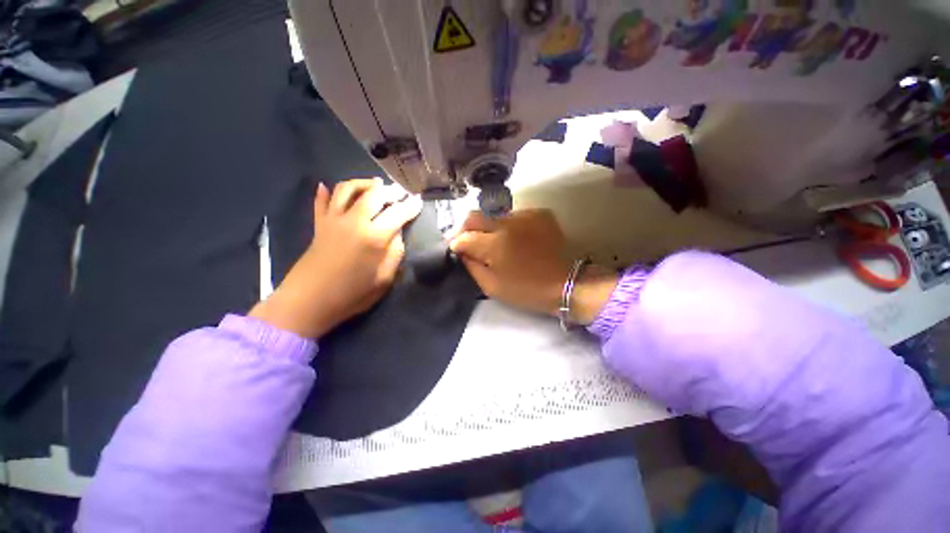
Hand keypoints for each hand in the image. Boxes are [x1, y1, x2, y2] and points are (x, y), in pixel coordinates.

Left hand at [250, 178, 422, 337]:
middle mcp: (354, 221)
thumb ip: (395, 253)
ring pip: (347, 189)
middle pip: (374, 194)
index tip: (418, 202)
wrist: (308, 302)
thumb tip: (397, 234)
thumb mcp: (384, 279)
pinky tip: (327, 186)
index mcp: (374, 237)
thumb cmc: (351, 295)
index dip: (410, 206)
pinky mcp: (319, 225)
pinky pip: (321, 201)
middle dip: (391, 191)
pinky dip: (325, 192)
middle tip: (400, 193)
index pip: (398, 213)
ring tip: (375, 186)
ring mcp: (333, 220)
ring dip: (364, 184)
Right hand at [449, 209, 617, 323]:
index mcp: (495, 244)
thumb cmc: (527, 290)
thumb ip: (472, 266)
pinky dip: (506, 225)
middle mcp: (507, 223)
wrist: (567, 283)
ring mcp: (525, 215)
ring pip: (493, 214)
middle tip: (463, 240)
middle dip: (463, 228)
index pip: (464, 236)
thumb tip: (461, 250)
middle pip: (474, 216)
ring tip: (488, 240)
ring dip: (485, 227)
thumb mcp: (492, 286)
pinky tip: (510, 237)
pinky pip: (513, 215)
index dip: (455, 242)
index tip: (454, 249)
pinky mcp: (539, 213)